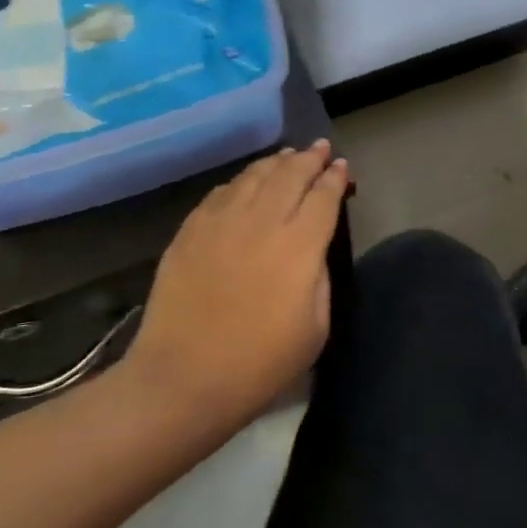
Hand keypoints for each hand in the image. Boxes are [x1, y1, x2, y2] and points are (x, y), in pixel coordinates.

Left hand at [124, 141, 349, 429]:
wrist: (185, 379)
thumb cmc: (260, 363)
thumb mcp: (316, 327)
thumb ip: (319, 277)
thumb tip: (312, 247)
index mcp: (299, 245)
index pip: (323, 197)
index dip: (335, 178)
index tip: (341, 167)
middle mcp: (262, 221)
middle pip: (290, 175)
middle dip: (309, 158)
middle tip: (319, 148)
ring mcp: (221, 222)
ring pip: (254, 176)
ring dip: (275, 162)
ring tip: (287, 156)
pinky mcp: (190, 231)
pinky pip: (221, 193)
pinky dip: (241, 182)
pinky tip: (245, 184)